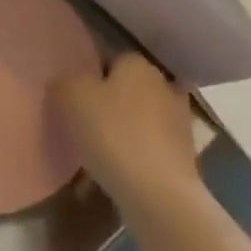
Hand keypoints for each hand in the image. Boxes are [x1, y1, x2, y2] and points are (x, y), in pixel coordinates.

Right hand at [49, 54, 203, 204]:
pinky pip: (151, 146)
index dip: (91, 74)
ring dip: (125, 129)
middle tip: (84, 121)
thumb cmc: (112, 134)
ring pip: (142, 118)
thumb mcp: (71, 96)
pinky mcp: (185, 155)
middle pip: (129, 87)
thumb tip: (66, 82)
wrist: (158, 193)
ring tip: (98, 149)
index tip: (75, 95)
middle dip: (111, 101)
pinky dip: (136, 154)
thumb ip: (64, 81)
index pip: (112, 58)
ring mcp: (179, 121)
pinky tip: (117, 170)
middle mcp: (164, 85)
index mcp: (138, 64)